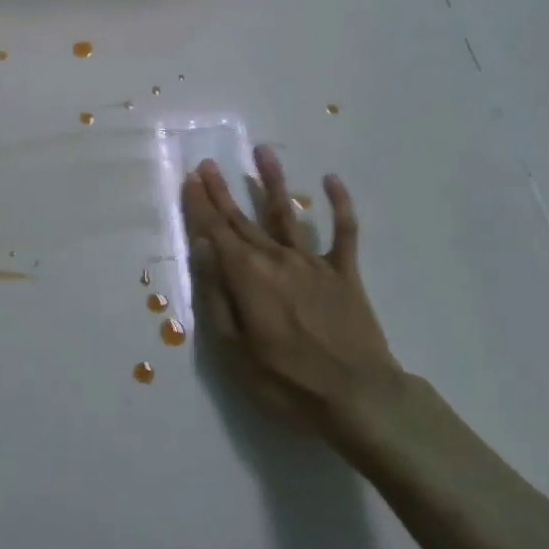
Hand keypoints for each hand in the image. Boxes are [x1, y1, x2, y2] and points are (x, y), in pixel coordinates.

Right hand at [182, 148, 402, 455]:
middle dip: (222, 191)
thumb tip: (203, 247)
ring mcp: (312, 262)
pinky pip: (343, 232)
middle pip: (243, 218)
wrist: (358, 397)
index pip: (215, 232)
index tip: (190, 178)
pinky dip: (340, 204)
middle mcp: (276, 258)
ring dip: (273, 181)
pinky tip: (331, 179)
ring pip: (287, 213)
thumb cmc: (286, 381)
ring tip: (262, 151)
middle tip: (208, 163)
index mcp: (247, 276)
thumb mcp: (234, 349)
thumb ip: (217, 294)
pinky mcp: (344, 272)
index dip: (200, 204)